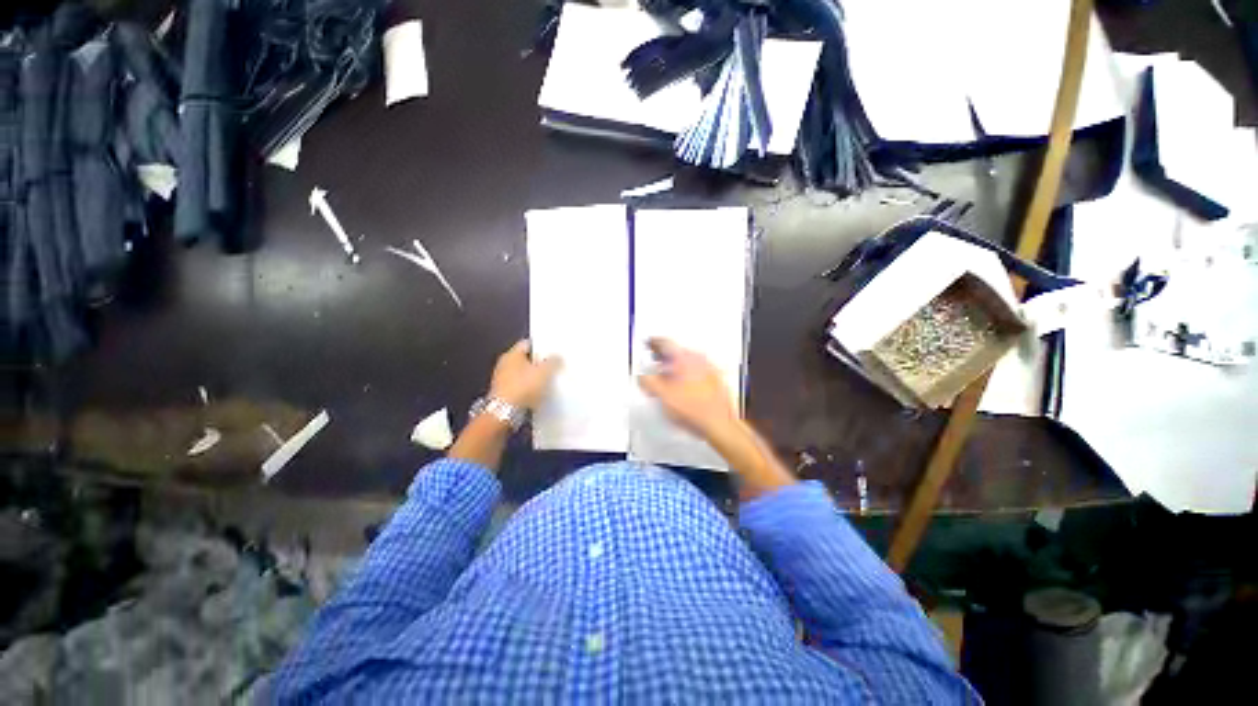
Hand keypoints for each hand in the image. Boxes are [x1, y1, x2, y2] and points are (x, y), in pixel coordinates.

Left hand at [489, 340, 561, 409]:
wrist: (504, 413)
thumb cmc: (523, 387)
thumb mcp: (544, 372)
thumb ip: (553, 362)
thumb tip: (557, 356)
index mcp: (512, 354)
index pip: (528, 343)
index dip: (541, 346)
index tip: (552, 351)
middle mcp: (504, 364)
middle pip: (525, 359)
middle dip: (538, 362)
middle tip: (553, 366)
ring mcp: (502, 379)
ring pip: (522, 373)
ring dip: (533, 376)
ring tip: (548, 380)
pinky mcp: (503, 392)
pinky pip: (519, 385)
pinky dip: (528, 387)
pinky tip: (538, 393)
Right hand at [637, 338, 738, 438]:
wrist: (719, 423)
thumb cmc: (692, 409)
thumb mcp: (662, 395)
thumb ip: (648, 381)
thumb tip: (642, 376)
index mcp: (683, 358)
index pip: (665, 342)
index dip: (653, 342)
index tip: (648, 342)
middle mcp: (698, 358)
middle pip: (677, 350)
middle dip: (664, 354)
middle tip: (654, 359)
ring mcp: (709, 367)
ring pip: (688, 360)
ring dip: (676, 364)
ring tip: (667, 375)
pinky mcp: (716, 379)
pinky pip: (698, 369)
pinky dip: (688, 372)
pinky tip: (683, 385)